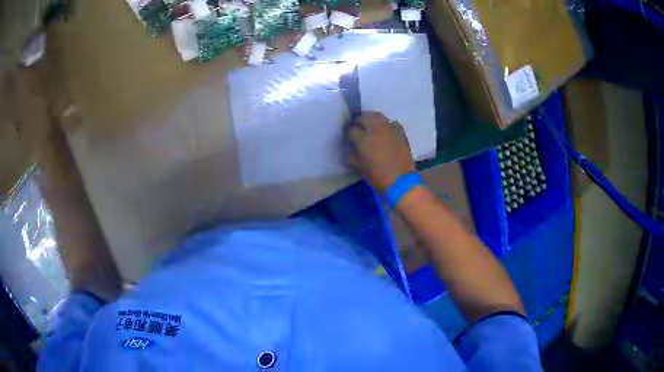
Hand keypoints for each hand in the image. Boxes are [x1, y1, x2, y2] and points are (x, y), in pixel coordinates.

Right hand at [345, 111, 415, 191]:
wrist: (400, 181)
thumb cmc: (377, 176)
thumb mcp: (358, 167)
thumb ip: (351, 155)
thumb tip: (351, 148)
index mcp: (363, 138)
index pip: (352, 130)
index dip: (350, 134)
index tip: (350, 140)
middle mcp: (376, 129)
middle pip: (365, 117)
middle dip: (360, 122)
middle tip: (359, 130)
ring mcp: (389, 129)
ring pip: (378, 116)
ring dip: (372, 121)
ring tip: (371, 129)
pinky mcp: (400, 132)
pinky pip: (392, 124)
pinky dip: (387, 126)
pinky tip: (386, 134)